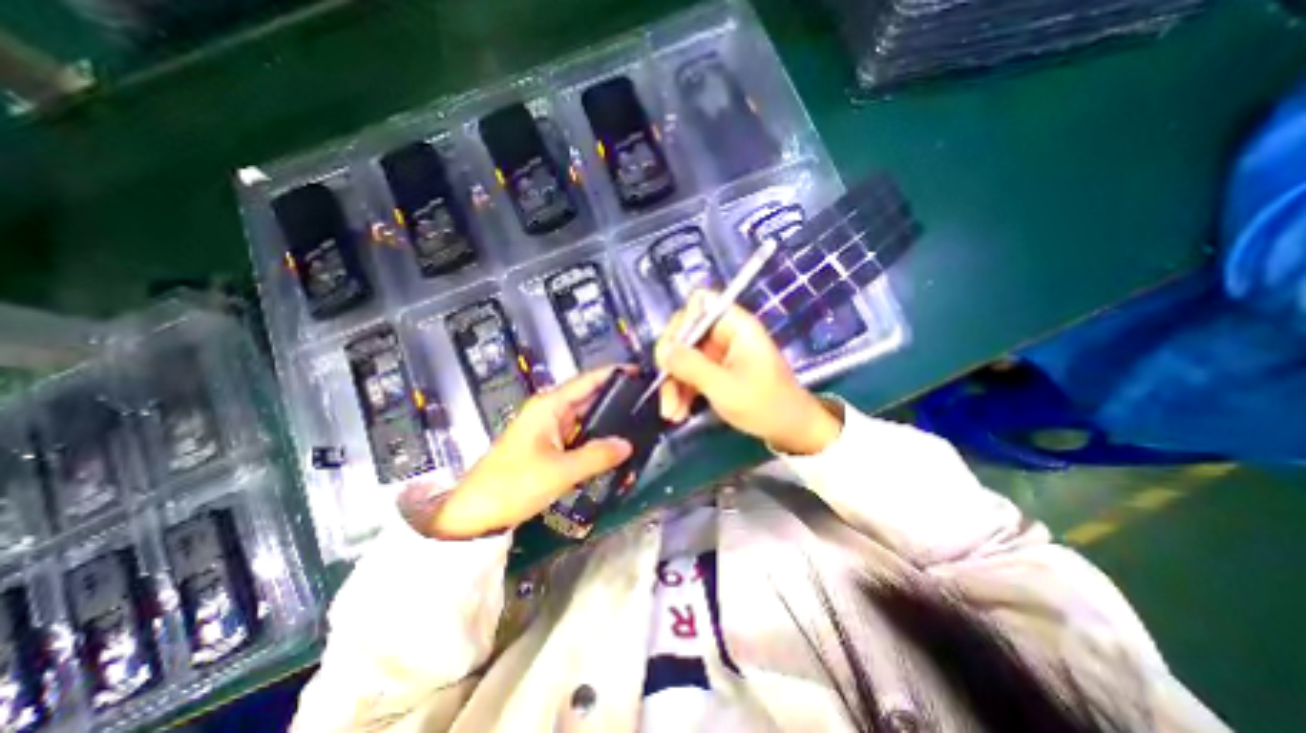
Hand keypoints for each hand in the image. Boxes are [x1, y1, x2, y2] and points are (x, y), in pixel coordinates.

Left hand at [405, 371, 638, 537]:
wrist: (474, 515)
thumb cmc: (513, 484)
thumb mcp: (560, 471)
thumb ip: (597, 455)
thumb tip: (628, 445)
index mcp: (550, 405)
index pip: (588, 381)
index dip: (614, 374)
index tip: (640, 373)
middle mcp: (551, 411)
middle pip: (589, 398)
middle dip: (616, 400)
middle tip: (647, 405)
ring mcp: (549, 430)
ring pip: (586, 419)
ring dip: (608, 423)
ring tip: (638, 424)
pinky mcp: (549, 447)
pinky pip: (579, 437)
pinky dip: (596, 440)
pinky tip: (614, 448)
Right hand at [658, 290, 842, 454]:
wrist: (790, 430)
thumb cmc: (765, 405)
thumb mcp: (724, 387)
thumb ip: (691, 366)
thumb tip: (661, 349)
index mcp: (735, 325)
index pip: (700, 303)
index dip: (682, 323)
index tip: (672, 352)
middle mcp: (725, 333)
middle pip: (685, 333)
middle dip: (672, 363)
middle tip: (665, 389)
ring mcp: (720, 353)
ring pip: (683, 357)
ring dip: (673, 384)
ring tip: (671, 414)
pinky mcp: (716, 370)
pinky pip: (690, 373)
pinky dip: (682, 391)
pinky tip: (678, 413)